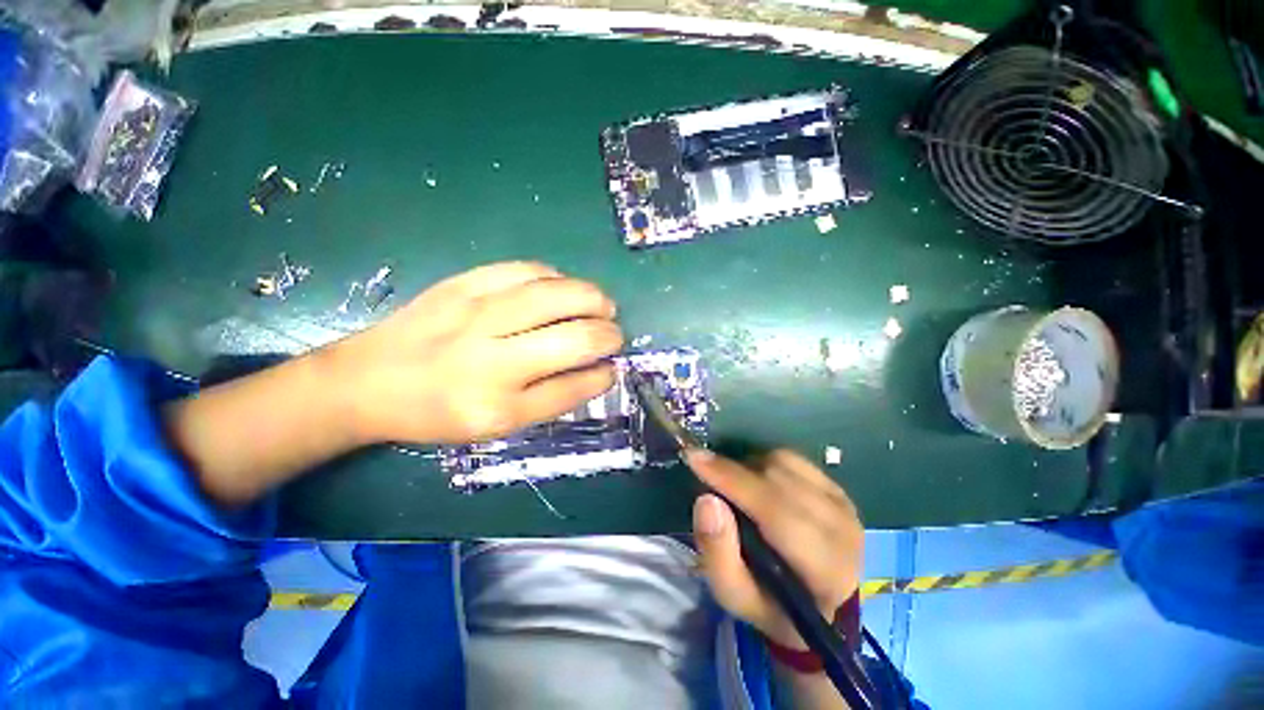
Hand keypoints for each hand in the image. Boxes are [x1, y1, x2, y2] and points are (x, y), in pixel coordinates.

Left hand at [332, 261, 623, 444]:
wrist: (367, 380)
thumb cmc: (438, 411)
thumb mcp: (496, 425)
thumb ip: (552, 398)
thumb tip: (597, 369)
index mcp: (498, 406)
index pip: (574, 385)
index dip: (603, 374)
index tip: (612, 368)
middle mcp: (492, 359)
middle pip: (576, 337)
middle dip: (609, 334)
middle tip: (613, 335)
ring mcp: (478, 313)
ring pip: (559, 294)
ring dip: (593, 299)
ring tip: (601, 306)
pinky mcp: (465, 283)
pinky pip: (528, 270)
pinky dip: (557, 278)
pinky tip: (561, 288)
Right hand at [687, 449, 863, 649]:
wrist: (820, 606)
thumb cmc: (773, 606)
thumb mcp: (735, 596)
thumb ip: (718, 553)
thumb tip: (706, 500)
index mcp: (825, 569)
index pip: (775, 510)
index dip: (731, 479)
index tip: (694, 458)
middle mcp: (843, 530)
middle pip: (778, 479)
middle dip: (734, 472)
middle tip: (707, 476)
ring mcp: (845, 505)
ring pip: (785, 463)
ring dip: (750, 467)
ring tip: (736, 487)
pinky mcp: (839, 490)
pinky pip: (793, 459)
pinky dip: (766, 463)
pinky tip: (758, 482)